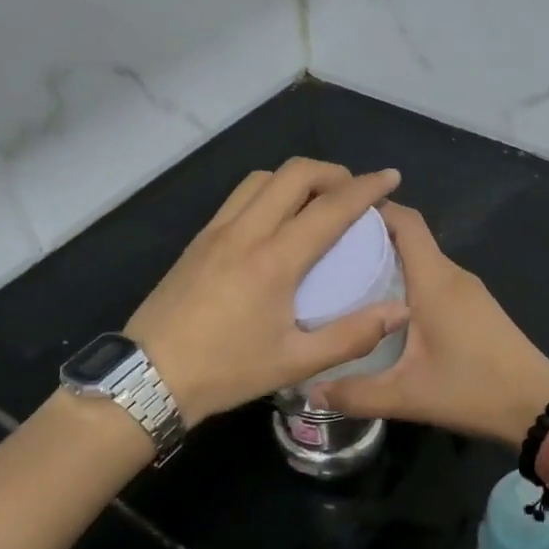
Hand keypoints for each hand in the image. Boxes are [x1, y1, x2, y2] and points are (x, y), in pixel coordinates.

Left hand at [123, 159, 409, 424]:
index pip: (330, 207)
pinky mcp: (198, 240)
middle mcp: (245, 232)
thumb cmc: (226, 371)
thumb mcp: (295, 363)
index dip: (366, 188)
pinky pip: (240, 196)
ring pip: (262, 178)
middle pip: (294, 173)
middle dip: (332, 172)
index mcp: (274, 259)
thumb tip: (399, 311)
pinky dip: (269, 191)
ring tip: (317, 201)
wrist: (149, 377)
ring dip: (297, 177)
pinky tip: (277, 220)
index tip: (391, 177)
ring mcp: (216, 231)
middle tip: (354, 192)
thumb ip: (352, 336)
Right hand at [317, 202, 548, 449]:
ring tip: (348, 279)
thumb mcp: (406, 396)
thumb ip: (354, 393)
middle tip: (327, 253)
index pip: (405, 221)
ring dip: (390, 260)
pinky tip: (386, 308)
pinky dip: (409, 280)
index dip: (372, 209)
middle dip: (370, 237)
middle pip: (410, 237)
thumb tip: (308, 392)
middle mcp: (452, 275)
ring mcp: (469, 290)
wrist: (539, 407)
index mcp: (434, 281)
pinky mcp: (478, 307)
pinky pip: (435, 279)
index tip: (333, 215)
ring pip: (423, 260)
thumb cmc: (472, 390)